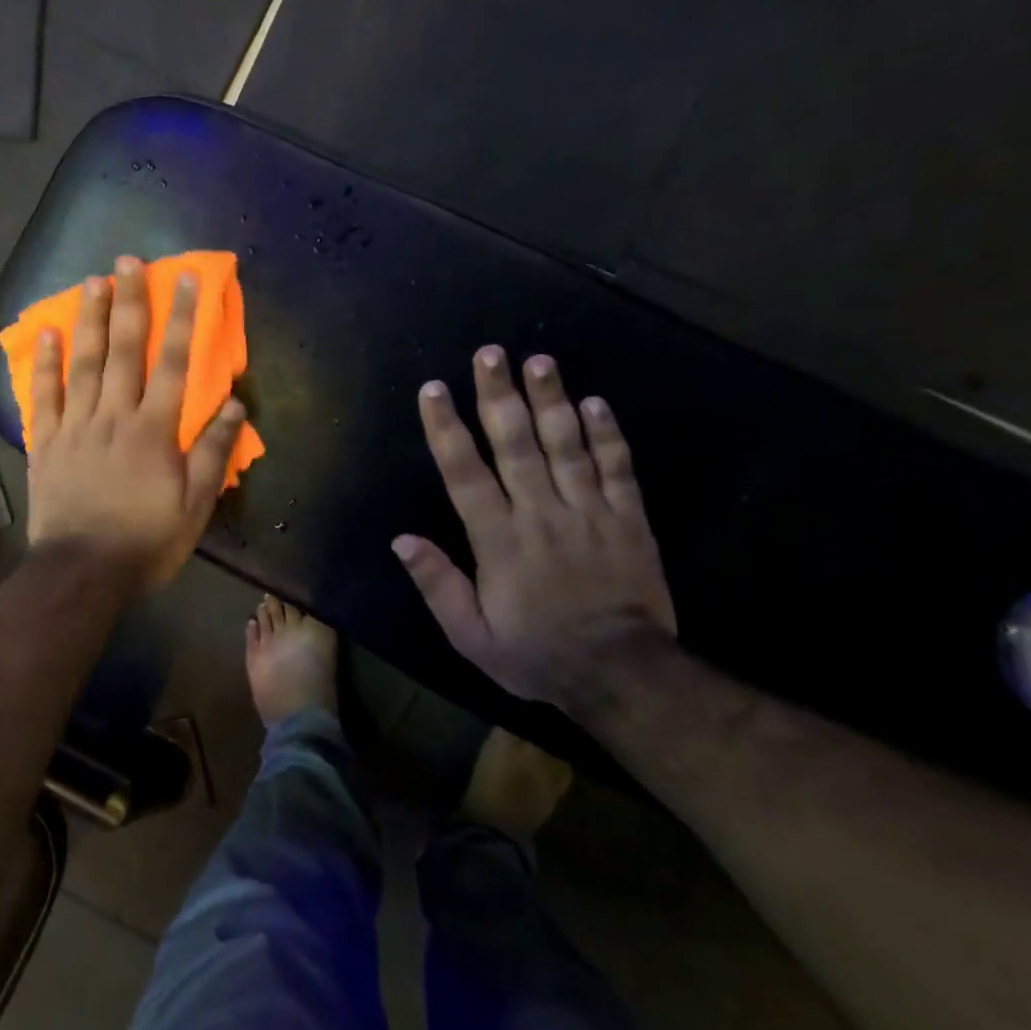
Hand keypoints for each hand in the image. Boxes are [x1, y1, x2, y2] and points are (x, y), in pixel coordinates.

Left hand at [27, 255, 248, 593]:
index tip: (186, 280)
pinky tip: (49, 332)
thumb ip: (213, 452)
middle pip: (124, 350)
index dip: (184, 319)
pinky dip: (46, 363)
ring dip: (90, 319)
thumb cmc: (145, 541)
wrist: (81, 571)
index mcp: (154, 430)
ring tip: (93, 279)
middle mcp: (114, 416)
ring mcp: (76, 426)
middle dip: (130, 302)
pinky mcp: (47, 442)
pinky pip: (45, 395)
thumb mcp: (194, 506)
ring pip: (84, 362)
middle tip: (129, 259)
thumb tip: (235, 404)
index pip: (175, 364)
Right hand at [393, 346, 675, 708]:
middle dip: (500, 396)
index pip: (465, 473)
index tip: (434, 389)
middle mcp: (541, 514)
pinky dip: (608, 435)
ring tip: (540, 361)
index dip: (447, 429)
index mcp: (499, 540)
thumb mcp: (471, 635)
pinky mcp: (629, 520)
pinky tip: (596, 402)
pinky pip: (619, 470)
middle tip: (490, 354)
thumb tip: (401, 540)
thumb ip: (437, 584)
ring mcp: (590, 513)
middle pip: (517, 445)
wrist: (624, 675)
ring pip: (568, 446)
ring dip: (552, 400)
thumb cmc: (537, 653)